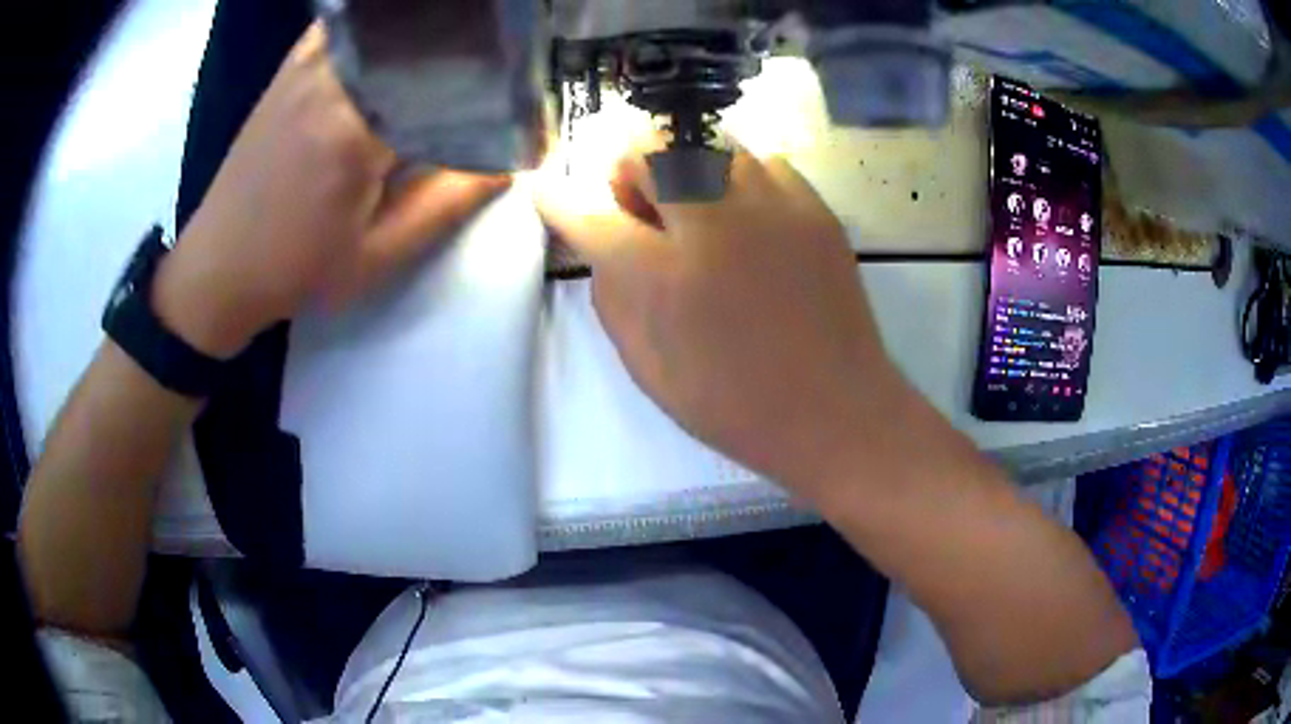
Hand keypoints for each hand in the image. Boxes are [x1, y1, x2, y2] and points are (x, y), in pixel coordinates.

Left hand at [154, 22, 509, 357]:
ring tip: (457, 48)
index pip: (449, 78)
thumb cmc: (296, 270)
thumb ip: (448, 202)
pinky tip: (395, 43)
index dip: (497, 80)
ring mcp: (307, 66)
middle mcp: (332, 80)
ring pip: (386, 25)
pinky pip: (347, 25)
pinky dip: (379, 25)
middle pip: (422, 38)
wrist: (217, 267)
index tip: (525, 93)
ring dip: (426, 31)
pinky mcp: (290, 68)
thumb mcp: (379, 254)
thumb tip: (512, 159)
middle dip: (468, 47)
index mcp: (356, 129)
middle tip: (500, 63)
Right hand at [537, 142, 908, 495]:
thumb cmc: (735, 404)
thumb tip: (602, 244)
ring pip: (707, 143)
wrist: (837, 410)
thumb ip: (613, 296)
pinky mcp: (814, 207)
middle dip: (627, 169)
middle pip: (649, 149)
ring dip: (683, 167)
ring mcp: (772, 206)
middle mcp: (715, 223)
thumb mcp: (649, 369)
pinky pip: (760, 161)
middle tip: (640, 207)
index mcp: (665, 277)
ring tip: (695, 210)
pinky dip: (738, 177)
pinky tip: (746, 217)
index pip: (590, 215)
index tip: (544, 188)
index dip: (558, 199)